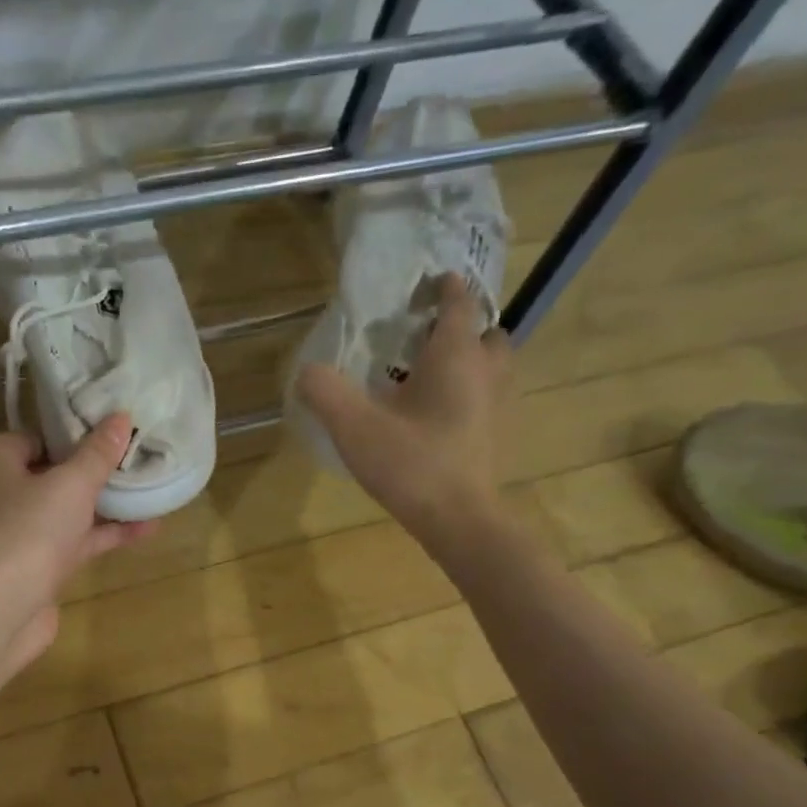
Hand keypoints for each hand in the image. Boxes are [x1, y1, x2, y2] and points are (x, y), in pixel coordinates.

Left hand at [0, 415, 155, 681]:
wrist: (2, 608)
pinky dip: (105, 534)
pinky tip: (147, 527)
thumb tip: (121, 416)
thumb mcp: (71, 483)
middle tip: (138, 455)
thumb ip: (98, 453)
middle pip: (54, 473)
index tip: (114, 430)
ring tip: (151, 487)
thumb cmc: (29, 528)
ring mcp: (19, 533)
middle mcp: (0, 493)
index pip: (36, 436)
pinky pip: (76, 540)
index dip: (75, 432)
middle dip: (95, 469)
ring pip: (68, 510)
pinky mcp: (38, 566)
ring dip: (106, 503)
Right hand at [297, 274, 510, 542]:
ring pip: (491, 366)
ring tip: (428, 378)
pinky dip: (468, 394)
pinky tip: (436, 418)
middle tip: (423, 340)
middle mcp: (487, 371)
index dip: (443, 287)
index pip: (459, 302)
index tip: (423, 287)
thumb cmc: (411, 464)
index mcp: (456, 355)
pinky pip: (487, 398)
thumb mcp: (353, 427)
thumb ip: (325, 392)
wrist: (458, 520)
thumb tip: (307, 371)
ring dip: (467, 362)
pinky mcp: (497, 435)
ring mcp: (499, 405)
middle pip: (484, 332)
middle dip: (460, 328)